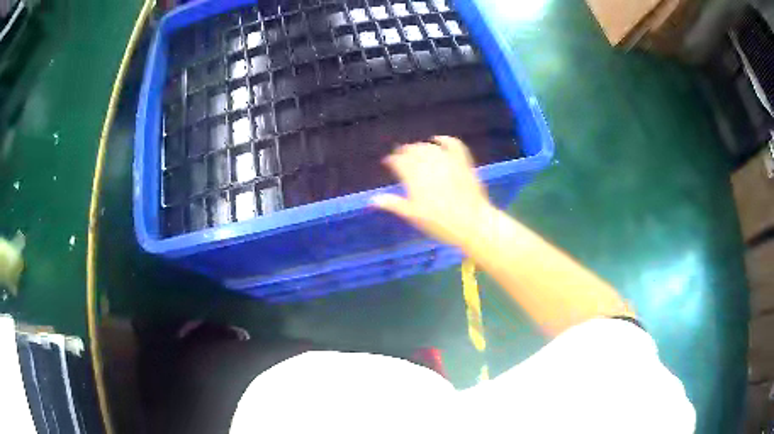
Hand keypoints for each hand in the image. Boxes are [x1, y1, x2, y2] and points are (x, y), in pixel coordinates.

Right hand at [371, 136, 495, 249]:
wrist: (472, 223)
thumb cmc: (440, 223)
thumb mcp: (413, 215)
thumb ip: (393, 204)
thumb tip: (372, 199)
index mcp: (414, 177)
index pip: (398, 161)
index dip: (392, 160)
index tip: (388, 162)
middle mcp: (428, 164)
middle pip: (413, 151)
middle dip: (404, 152)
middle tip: (401, 156)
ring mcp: (447, 161)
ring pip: (429, 147)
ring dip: (420, 146)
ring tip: (416, 150)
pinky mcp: (462, 162)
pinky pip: (453, 144)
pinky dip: (444, 139)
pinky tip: (438, 139)